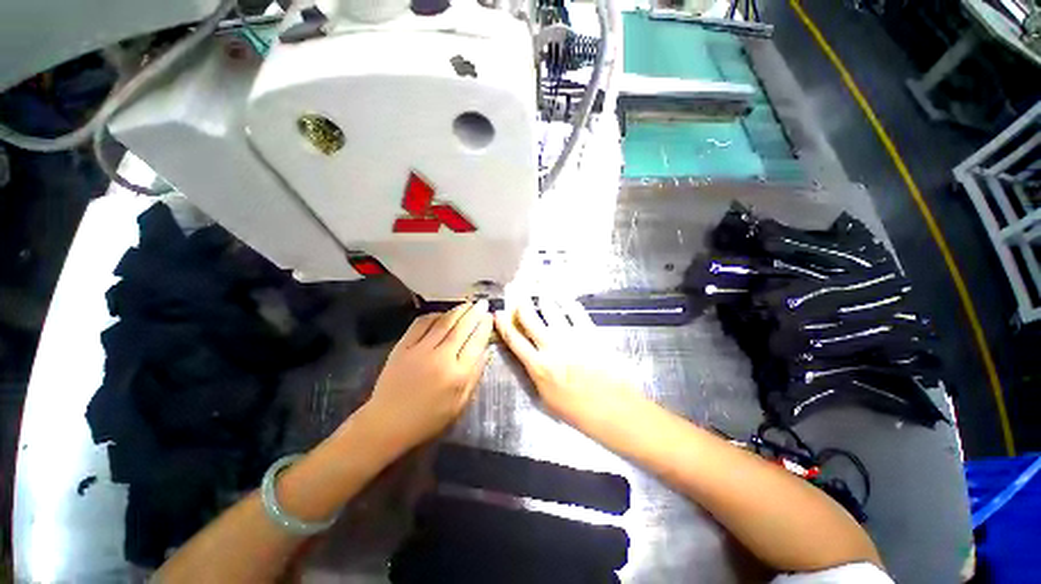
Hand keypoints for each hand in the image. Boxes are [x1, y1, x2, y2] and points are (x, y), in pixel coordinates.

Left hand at [363, 300, 493, 451]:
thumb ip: (475, 375)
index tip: (490, 316)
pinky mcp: (402, 346)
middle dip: (475, 312)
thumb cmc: (428, 418)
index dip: (485, 326)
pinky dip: (434, 315)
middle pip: (462, 328)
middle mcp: (441, 358)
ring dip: (458, 310)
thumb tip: (486, 350)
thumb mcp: (460, 404)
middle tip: (483, 303)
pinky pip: (421, 324)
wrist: (387, 423)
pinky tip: (442, 313)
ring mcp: (420, 350)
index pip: (476, 342)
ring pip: (444, 322)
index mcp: (458, 374)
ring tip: (467, 304)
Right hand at [494, 297, 635, 421]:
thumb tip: (531, 359)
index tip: (498, 313)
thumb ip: (536, 374)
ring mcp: (570, 336)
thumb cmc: (578, 410)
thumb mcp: (547, 398)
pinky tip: (566, 299)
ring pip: (551, 309)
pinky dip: (569, 303)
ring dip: (544, 300)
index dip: (503, 324)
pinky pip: (576, 311)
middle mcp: (550, 346)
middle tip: (521, 300)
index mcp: (537, 365)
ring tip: (542, 294)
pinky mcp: (589, 331)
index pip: (514, 340)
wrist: (612, 407)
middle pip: (529, 318)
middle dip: (522, 306)